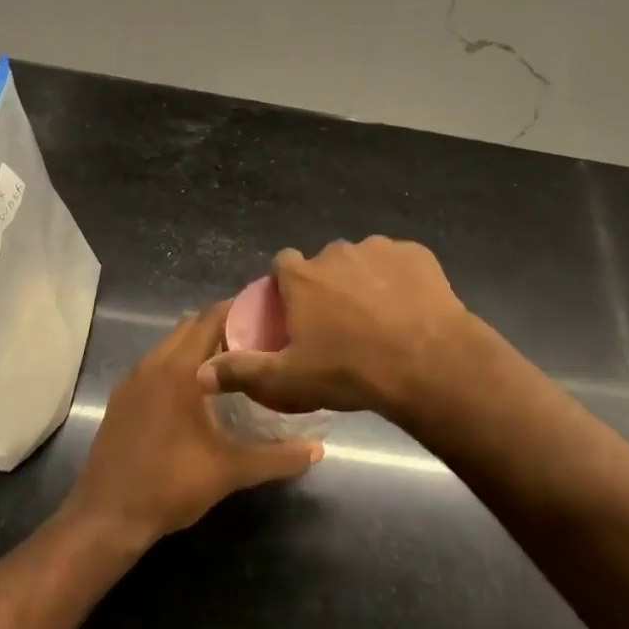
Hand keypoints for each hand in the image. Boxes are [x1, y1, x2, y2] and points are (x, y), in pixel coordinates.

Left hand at [64, 302, 320, 548]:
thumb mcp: (229, 471)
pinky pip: (156, 363)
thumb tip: (317, 450)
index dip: (239, 310)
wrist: (106, 518)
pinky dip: (179, 363)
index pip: (211, 318)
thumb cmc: (169, 485)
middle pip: (191, 325)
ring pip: (171, 344)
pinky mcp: (123, 398)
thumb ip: (276, 457)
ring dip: (199, 345)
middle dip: (223, 326)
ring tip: (234, 363)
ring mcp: (133, 380)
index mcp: (178, 369)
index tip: (269, 314)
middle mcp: (153, 363)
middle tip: (258, 340)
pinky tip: (198, 391)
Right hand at [201, 237, 477, 421]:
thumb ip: (242, 372)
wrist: (427, 363)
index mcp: (303, 278)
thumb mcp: (290, 380)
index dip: (288, 286)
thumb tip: (200, 373)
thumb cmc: (350, 371)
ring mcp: (379, 249)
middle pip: (325, 264)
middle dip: (329, 285)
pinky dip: (400, 279)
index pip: (283, 265)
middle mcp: (336, 253)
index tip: (297, 311)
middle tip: (342, 324)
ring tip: (381, 318)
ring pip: (363, 261)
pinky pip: (400, 263)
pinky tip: (410, 308)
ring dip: (365, 281)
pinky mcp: (416, 254)